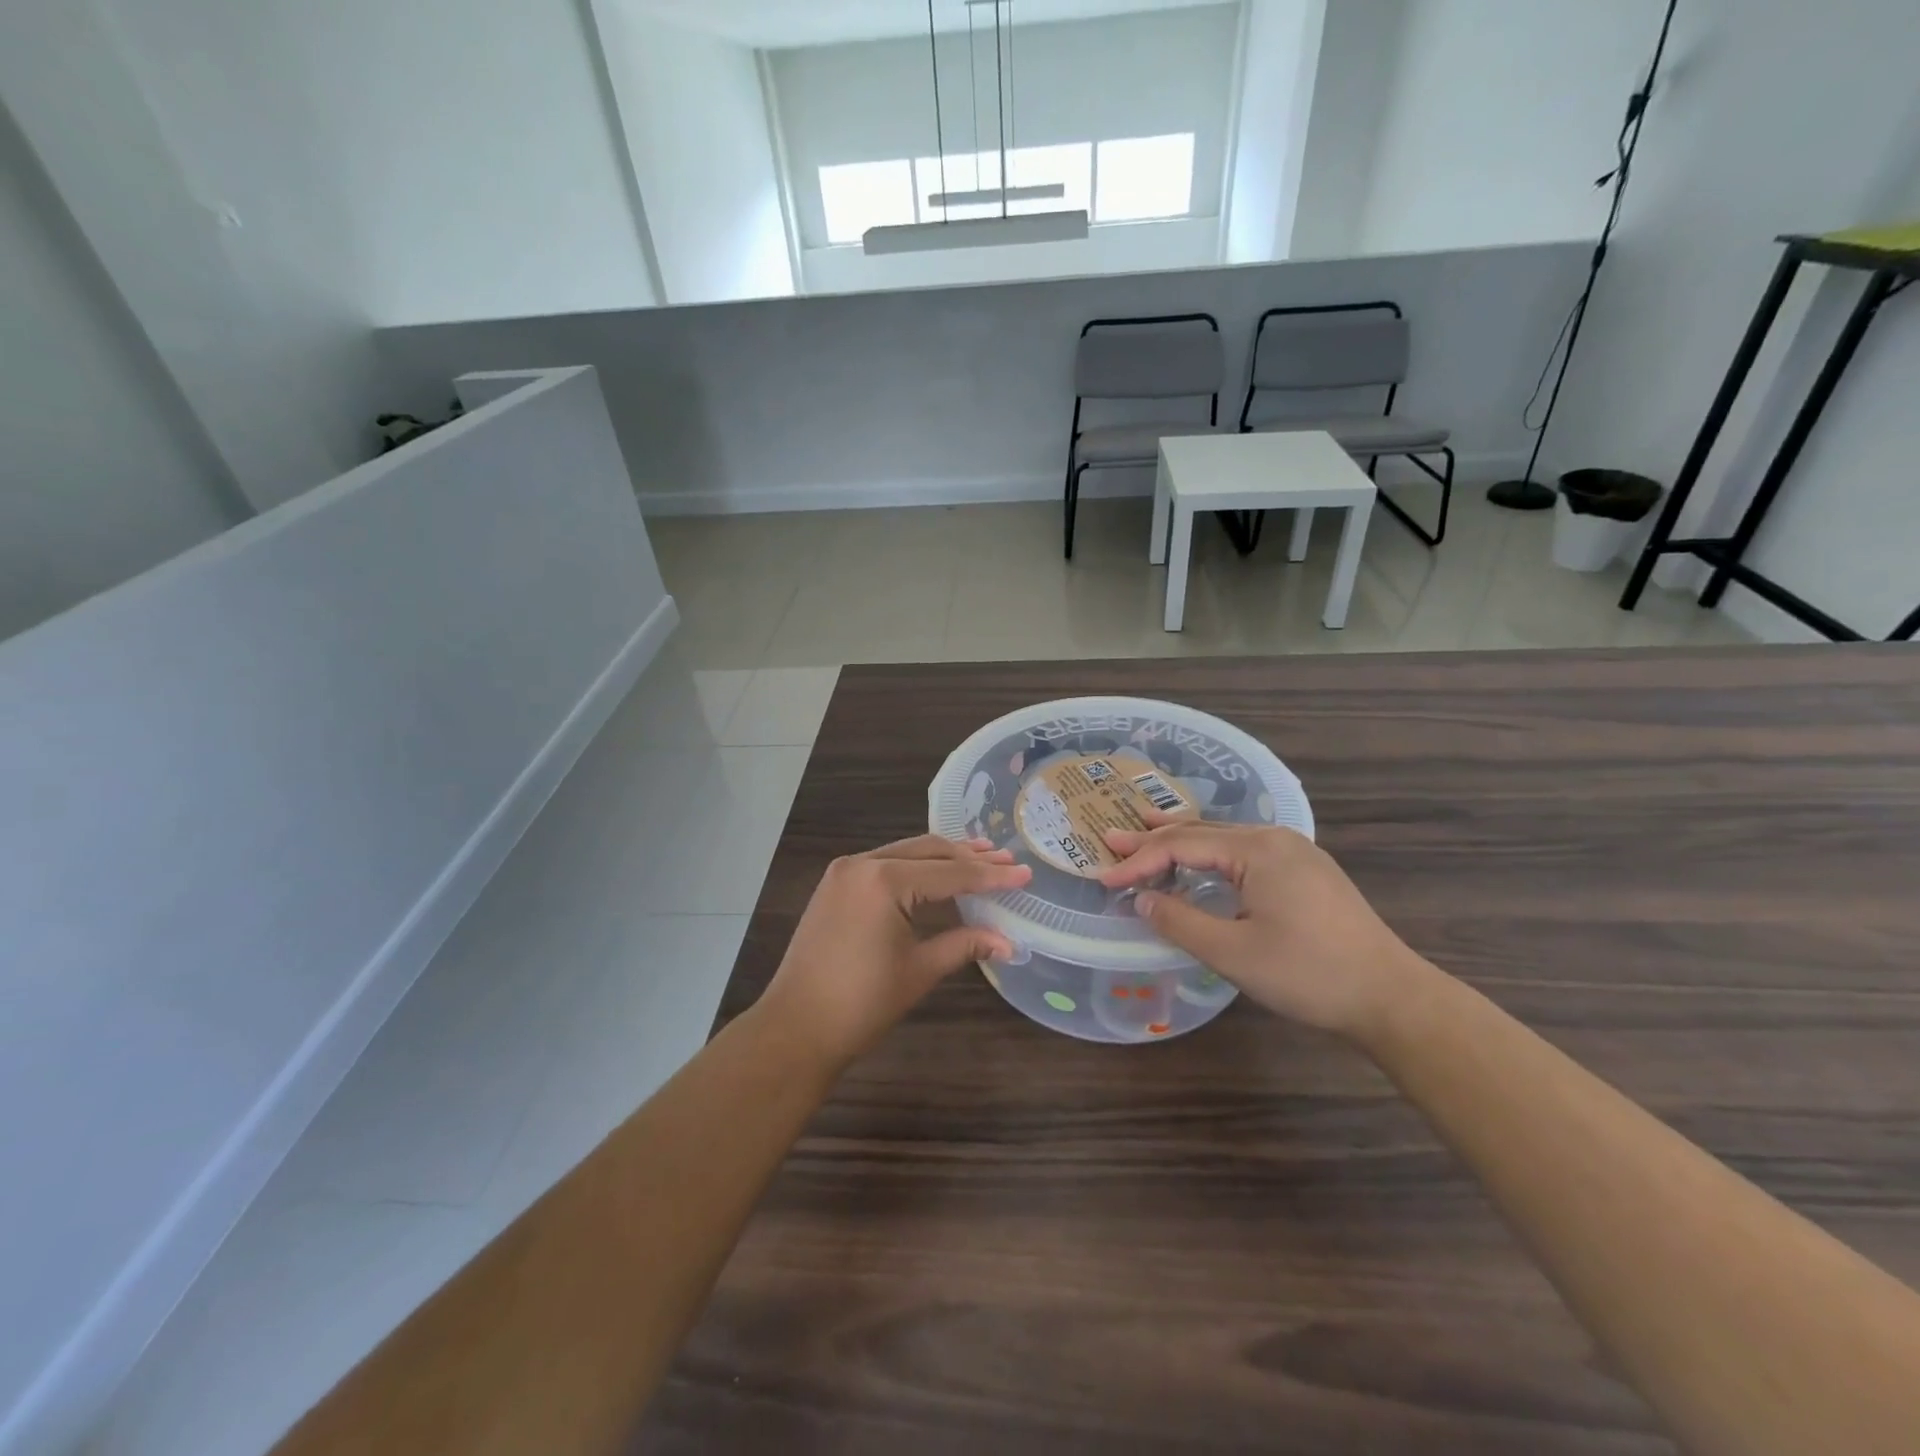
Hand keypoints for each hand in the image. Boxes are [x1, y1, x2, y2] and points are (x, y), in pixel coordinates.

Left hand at [756, 836, 1031, 1070]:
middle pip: (928, 851)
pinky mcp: (835, 884)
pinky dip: (914, 866)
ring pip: (905, 852)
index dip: (990, 876)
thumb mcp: (920, 970)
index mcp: (884, 880)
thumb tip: (1010, 943)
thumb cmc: (861, 1003)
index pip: (950, 873)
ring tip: (980, 856)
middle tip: (1006, 860)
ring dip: (942, 857)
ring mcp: (844, 871)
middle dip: (968, 857)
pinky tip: (936, 871)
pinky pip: (885, 863)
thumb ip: (965, 945)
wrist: (795, 1028)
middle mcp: (863, 863)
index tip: (1024, 873)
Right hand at [1100, 820, 1435, 1039]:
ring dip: (1182, 842)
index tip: (1104, 879)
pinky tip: (1199, 863)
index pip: (1182, 845)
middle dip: (1154, 839)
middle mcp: (1275, 839)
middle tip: (1112, 839)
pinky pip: (1245, 853)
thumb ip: (1180, 921)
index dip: (1139, 862)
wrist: (1392, 997)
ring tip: (1144, 834)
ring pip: (1225, 840)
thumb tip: (1141, 900)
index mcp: (1257, 849)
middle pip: (1202, 832)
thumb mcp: (1233, 952)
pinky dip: (1211, 856)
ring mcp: (1295, 853)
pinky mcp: (1307, 872)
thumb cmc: (1309, 974)